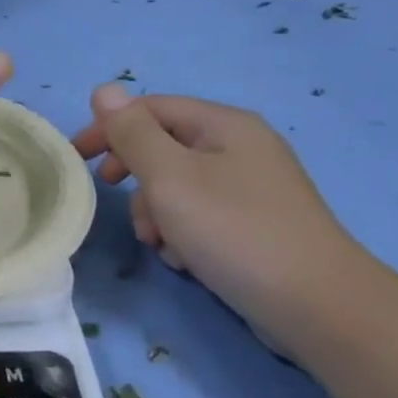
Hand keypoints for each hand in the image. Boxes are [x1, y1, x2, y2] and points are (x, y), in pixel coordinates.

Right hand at [71, 84, 374, 353]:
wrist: (319, 307)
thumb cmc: (234, 231)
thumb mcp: (169, 177)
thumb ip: (132, 133)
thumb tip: (104, 90)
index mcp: (223, 125)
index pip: (150, 108)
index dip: (108, 128)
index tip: (78, 159)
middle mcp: (241, 147)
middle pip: (164, 147)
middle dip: (134, 175)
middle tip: (113, 197)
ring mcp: (253, 187)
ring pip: (179, 185)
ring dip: (156, 211)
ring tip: (159, 243)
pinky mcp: (257, 224)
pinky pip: (202, 214)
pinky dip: (183, 232)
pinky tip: (186, 259)